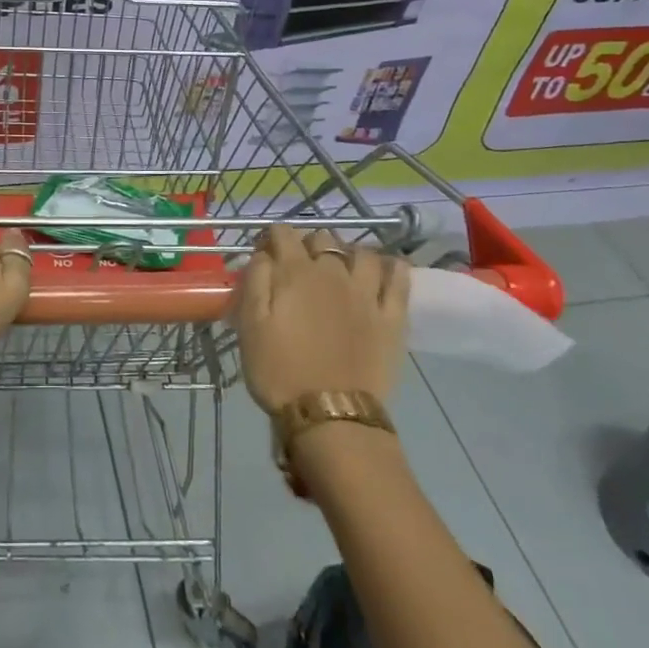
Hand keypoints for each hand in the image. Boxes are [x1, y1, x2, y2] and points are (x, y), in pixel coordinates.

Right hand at [230, 226, 409, 413]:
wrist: (330, 414)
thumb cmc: (279, 370)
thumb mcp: (250, 325)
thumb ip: (255, 281)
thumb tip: (264, 255)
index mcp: (295, 273)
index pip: (283, 233)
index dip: (271, 237)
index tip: (264, 252)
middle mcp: (333, 272)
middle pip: (323, 239)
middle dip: (308, 244)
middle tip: (299, 266)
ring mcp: (367, 292)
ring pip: (362, 252)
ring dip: (348, 252)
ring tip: (341, 268)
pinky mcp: (392, 316)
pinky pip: (399, 279)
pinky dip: (393, 267)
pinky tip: (386, 269)